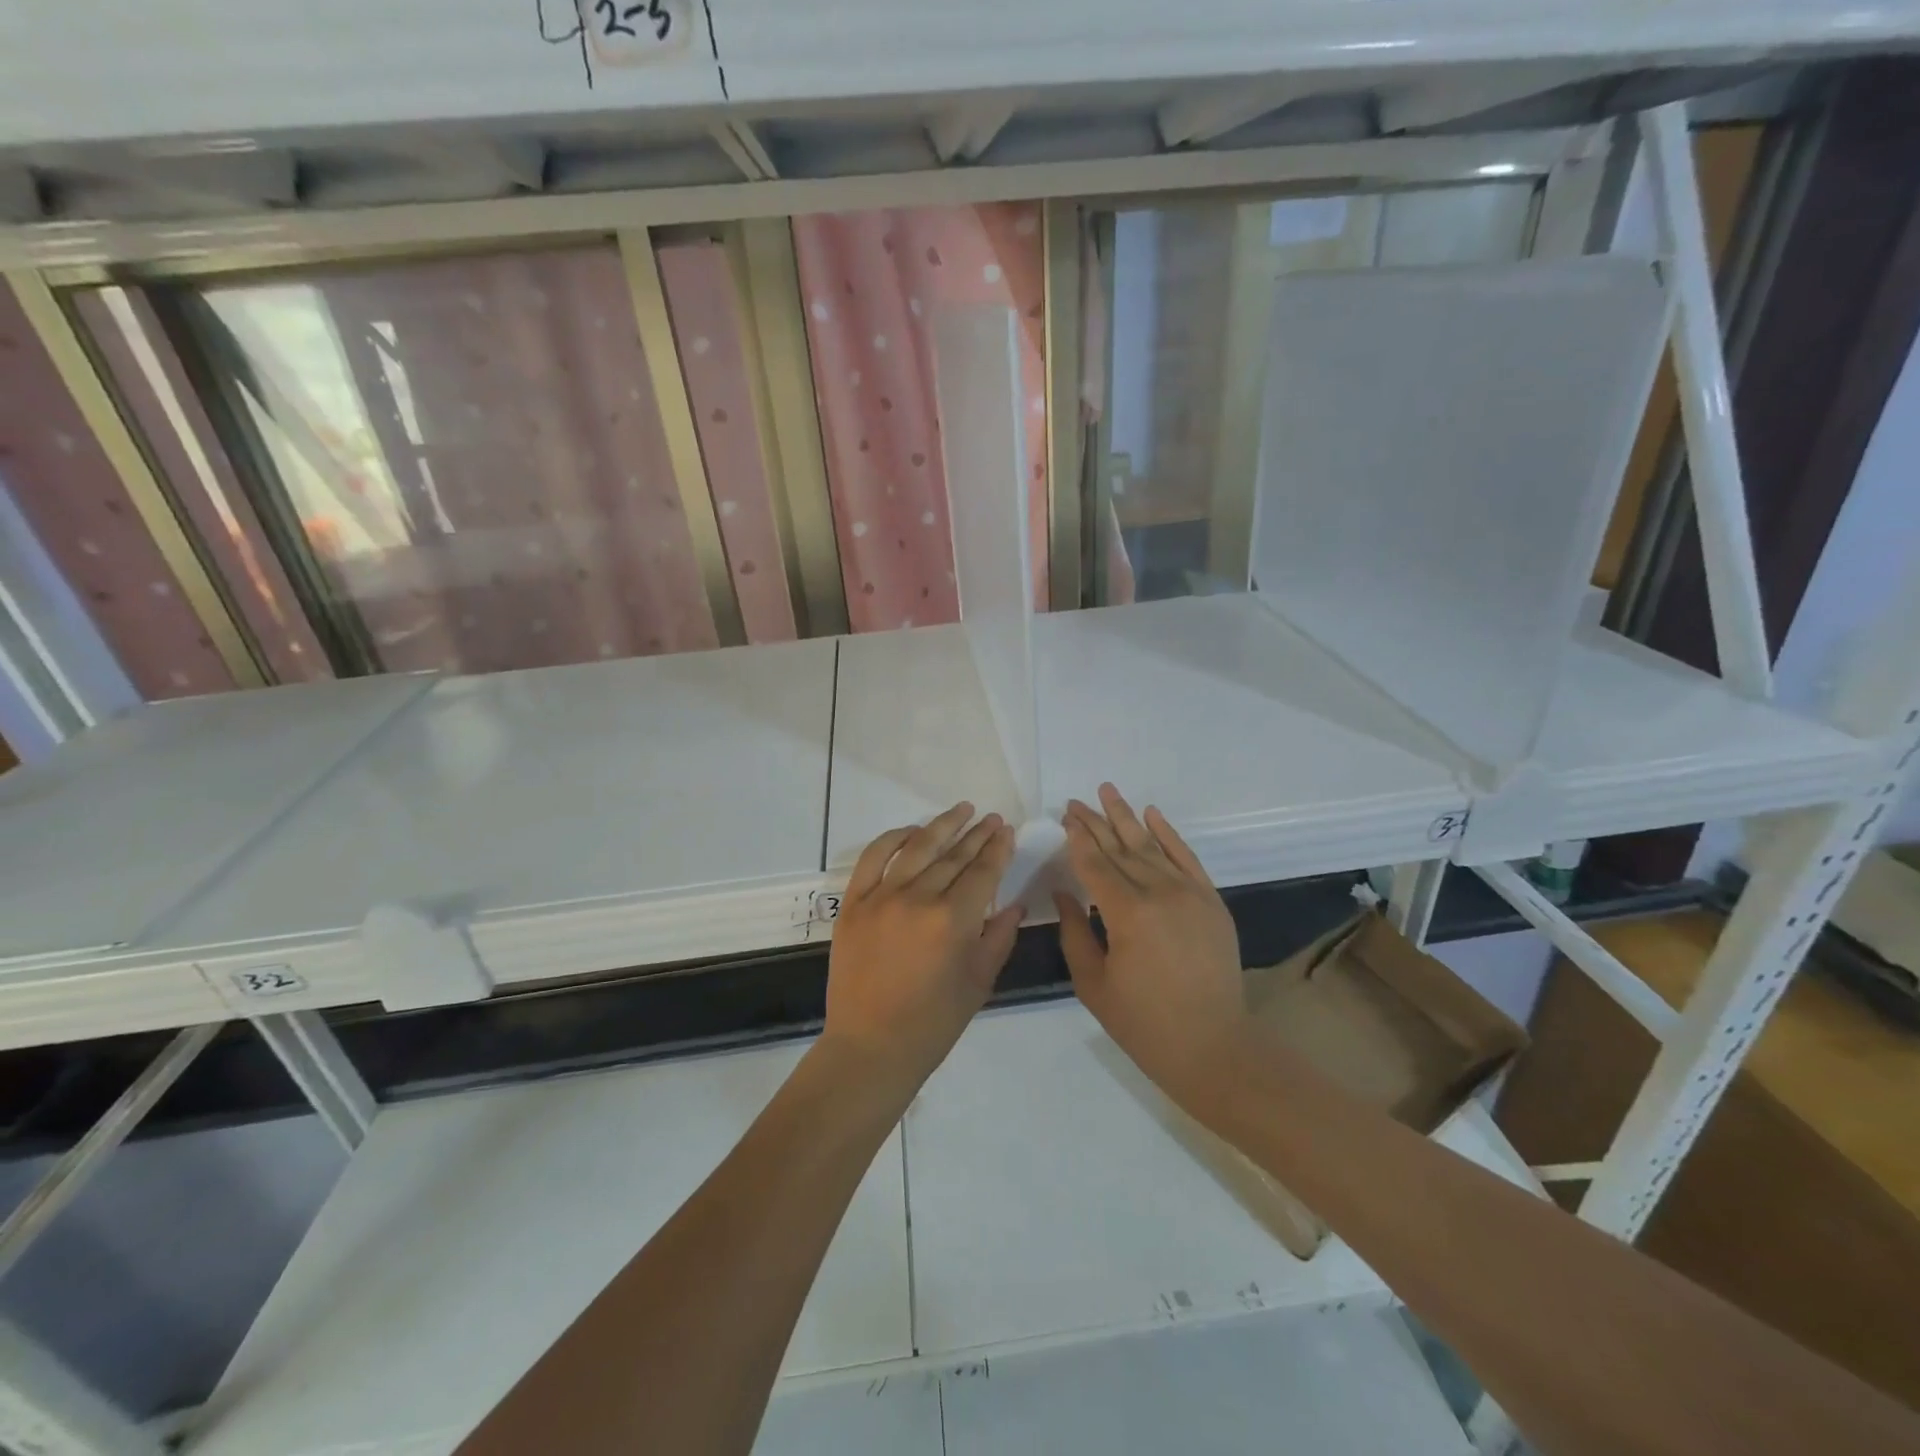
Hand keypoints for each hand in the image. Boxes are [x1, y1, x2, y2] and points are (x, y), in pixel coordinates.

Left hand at [821, 803, 1021, 1104]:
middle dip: (977, 835)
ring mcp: (882, 897)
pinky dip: (893, 839)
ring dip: (942, 826)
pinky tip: (912, 831)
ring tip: (961, 810)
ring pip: (917, 848)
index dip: (997, 849)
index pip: (982, 872)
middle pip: (954, 856)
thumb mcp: (978, 982)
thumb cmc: (933, 1023)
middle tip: (991, 818)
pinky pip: (873, 858)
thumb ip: (999, 938)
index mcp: (953, 920)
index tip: (1006, 830)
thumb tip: (1014, 905)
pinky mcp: (854, 903)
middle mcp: (918, 899)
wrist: (871, 1046)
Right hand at [1054, 784, 1250, 1108]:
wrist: (1214, 1046)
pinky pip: (1186, 857)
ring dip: (1127, 817)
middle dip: (1095, 823)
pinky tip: (1151, 814)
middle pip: (1120, 848)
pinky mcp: (1211, 901)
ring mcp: (1190, 893)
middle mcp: (1159, 893)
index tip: (1065, 818)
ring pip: (1151, 846)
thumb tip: (1064, 894)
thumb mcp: (1094, 984)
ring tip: (1107, 791)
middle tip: (1075, 802)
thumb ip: (1076, 933)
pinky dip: (1168, 834)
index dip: (1078, 840)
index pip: (1095, 865)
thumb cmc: (1144, 1023)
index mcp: (1127, 914)